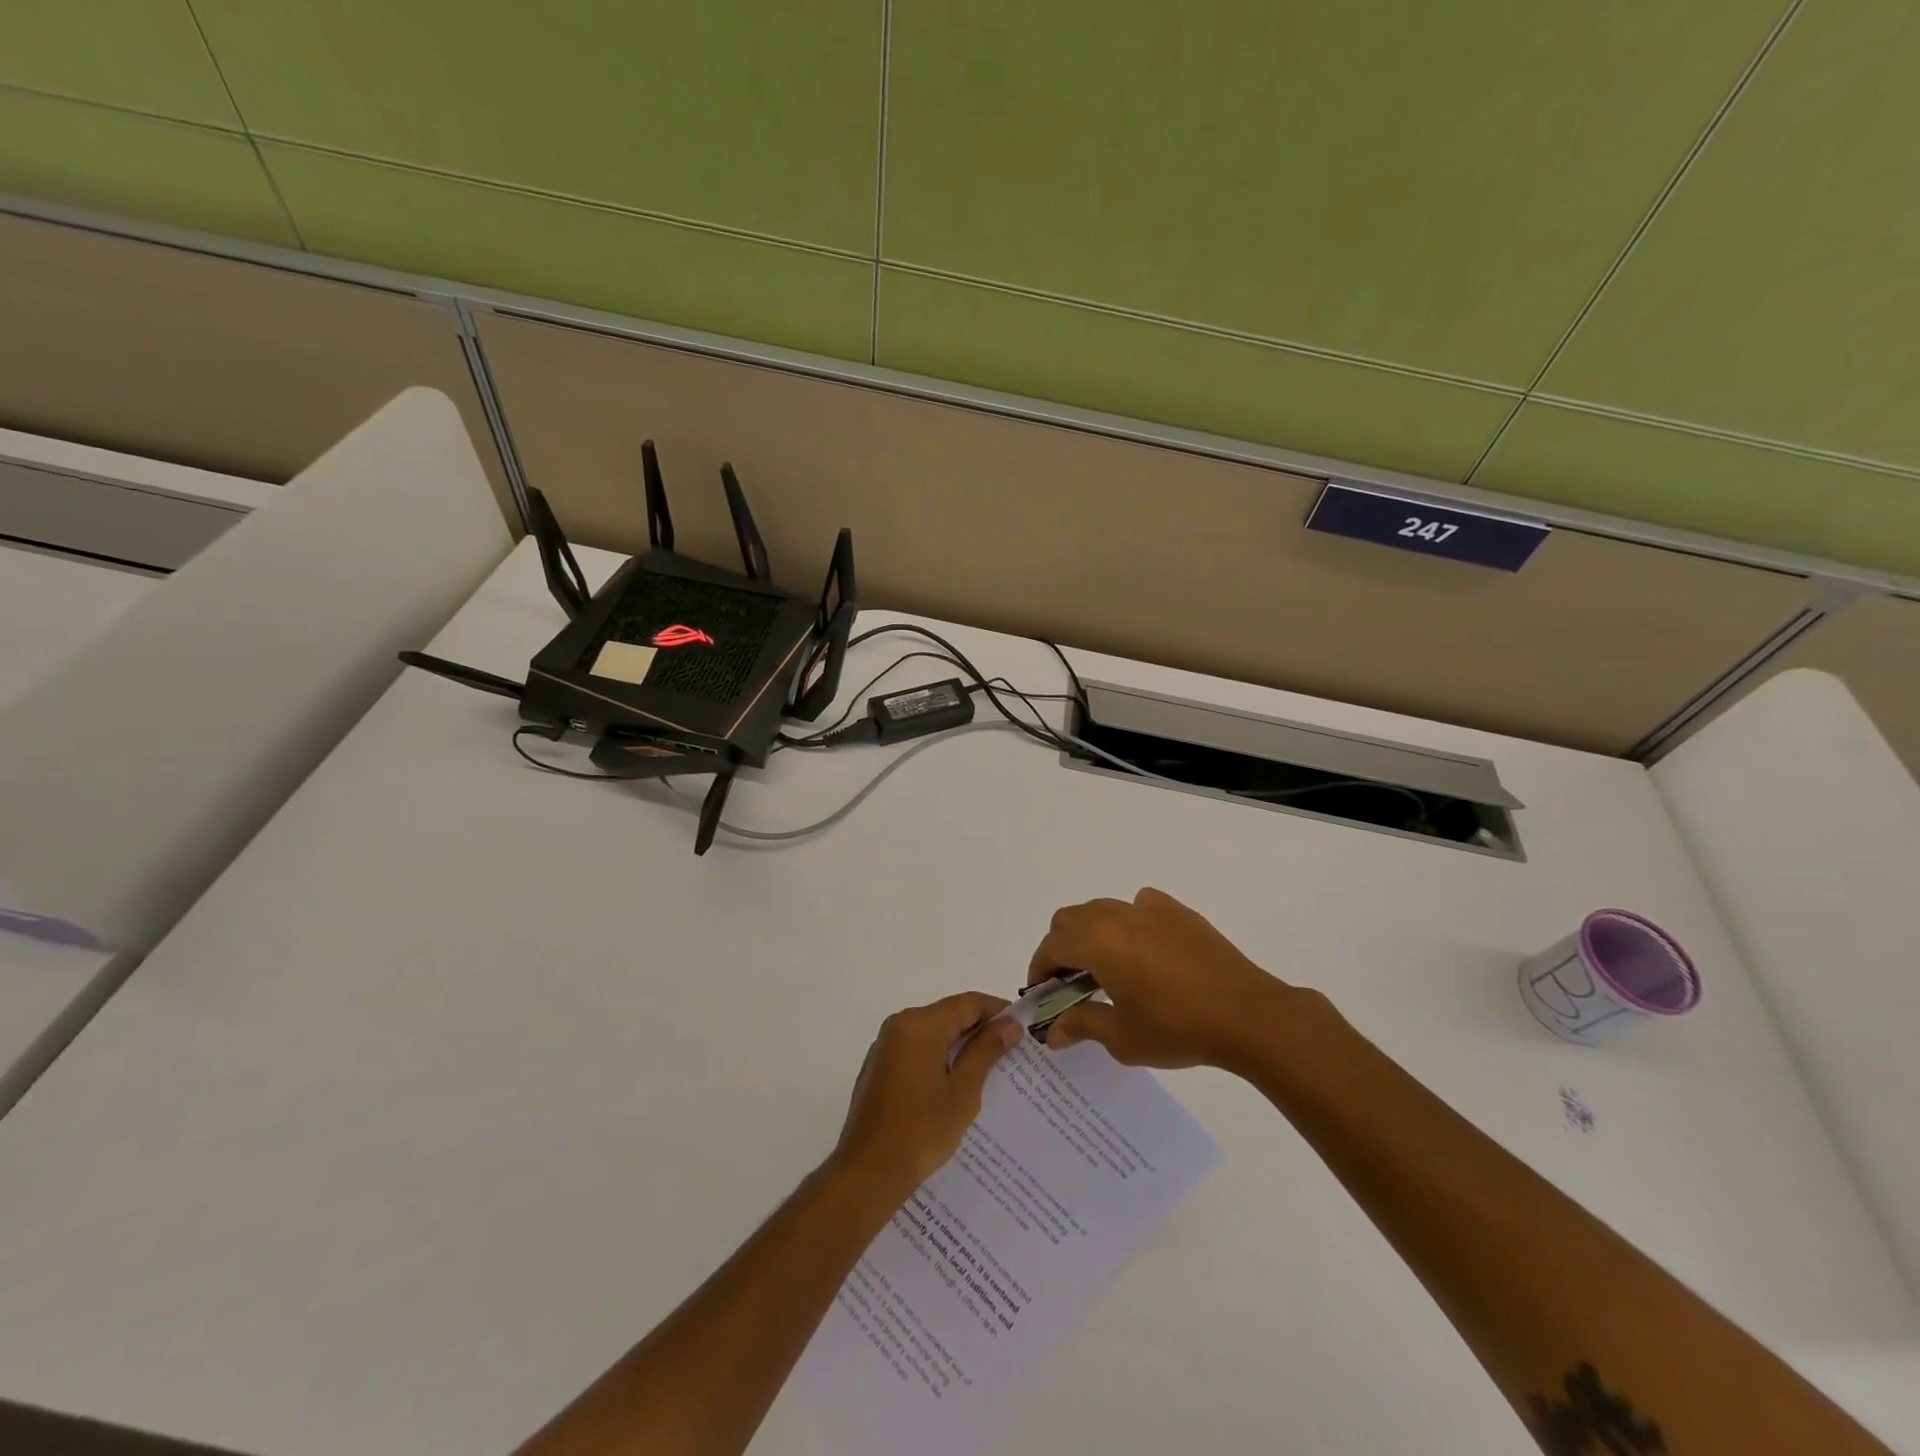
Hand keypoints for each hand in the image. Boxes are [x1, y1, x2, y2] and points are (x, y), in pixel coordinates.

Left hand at [828, 992, 1021, 1205]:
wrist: (867, 1173)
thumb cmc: (921, 1131)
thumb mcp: (963, 1091)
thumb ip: (986, 1051)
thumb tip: (1009, 1024)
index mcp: (920, 1024)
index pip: (968, 1003)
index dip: (998, 1010)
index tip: (1023, 1027)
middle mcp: (899, 1025)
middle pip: (948, 1015)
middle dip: (980, 1029)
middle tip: (1012, 1050)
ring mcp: (885, 1046)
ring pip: (933, 1033)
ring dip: (960, 1045)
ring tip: (990, 1068)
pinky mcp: (879, 1068)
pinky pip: (917, 1051)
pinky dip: (939, 1058)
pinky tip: (956, 1084)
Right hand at [1028, 887, 1313, 1070]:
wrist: (1247, 1014)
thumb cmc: (1177, 1028)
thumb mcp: (1122, 1037)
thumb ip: (1082, 1025)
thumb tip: (1053, 1032)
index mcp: (1097, 942)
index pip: (1051, 946)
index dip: (1039, 969)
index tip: (1042, 994)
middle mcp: (1117, 915)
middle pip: (1070, 919)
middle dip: (1061, 948)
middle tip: (1069, 983)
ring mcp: (1149, 908)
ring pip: (1102, 909)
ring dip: (1091, 933)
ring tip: (1105, 969)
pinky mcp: (1178, 912)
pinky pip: (1138, 905)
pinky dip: (1128, 922)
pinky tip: (1143, 951)